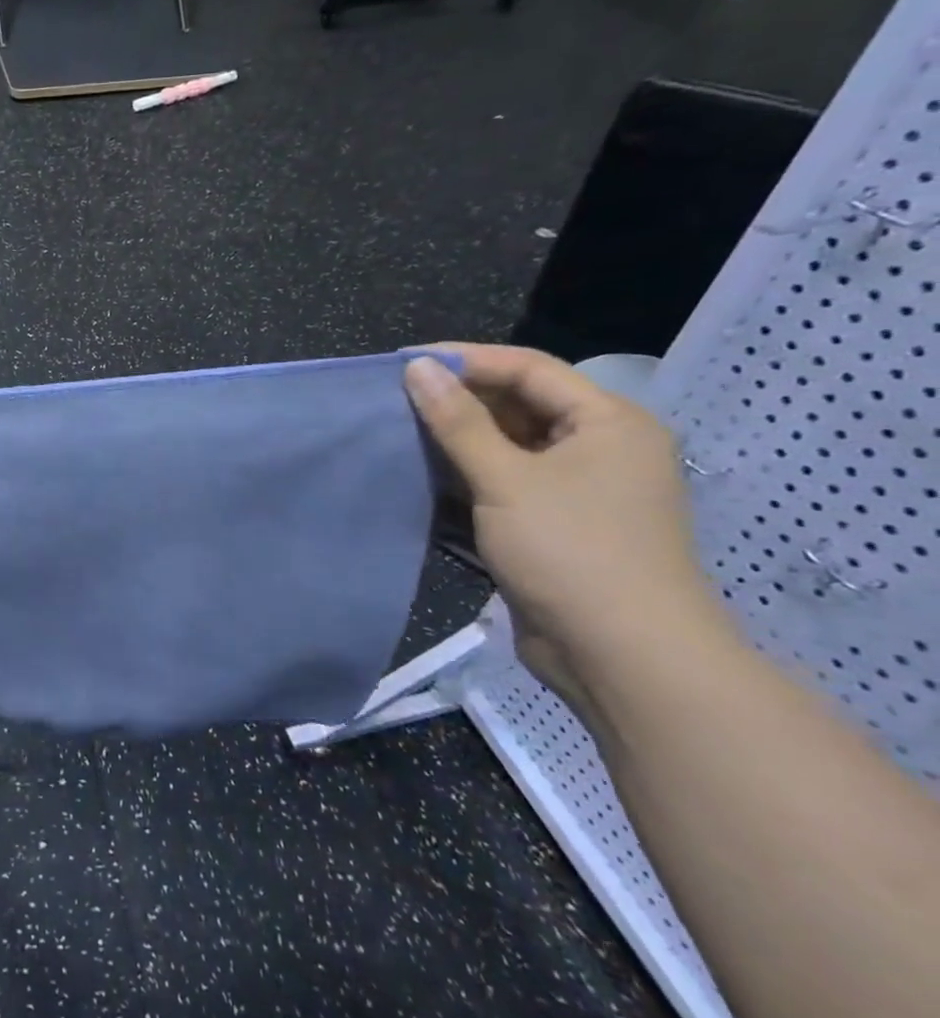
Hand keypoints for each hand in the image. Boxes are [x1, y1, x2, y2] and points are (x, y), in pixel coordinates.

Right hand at [403, 344, 720, 702]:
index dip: (465, 359)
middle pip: (519, 405)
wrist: (623, 657)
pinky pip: (506, 482)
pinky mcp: (556, 524)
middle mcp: (599, 447)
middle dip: (458, 400)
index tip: (404, 363)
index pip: (528, 368)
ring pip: (508, 446)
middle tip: (394, 399)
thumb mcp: (506, 478)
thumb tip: (417, 368)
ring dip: (457, 440)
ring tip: (398, 432)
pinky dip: (467, 476)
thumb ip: (458, 421)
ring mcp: (578, 489)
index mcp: (607, 422)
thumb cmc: (571, 551)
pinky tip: (423, 475)